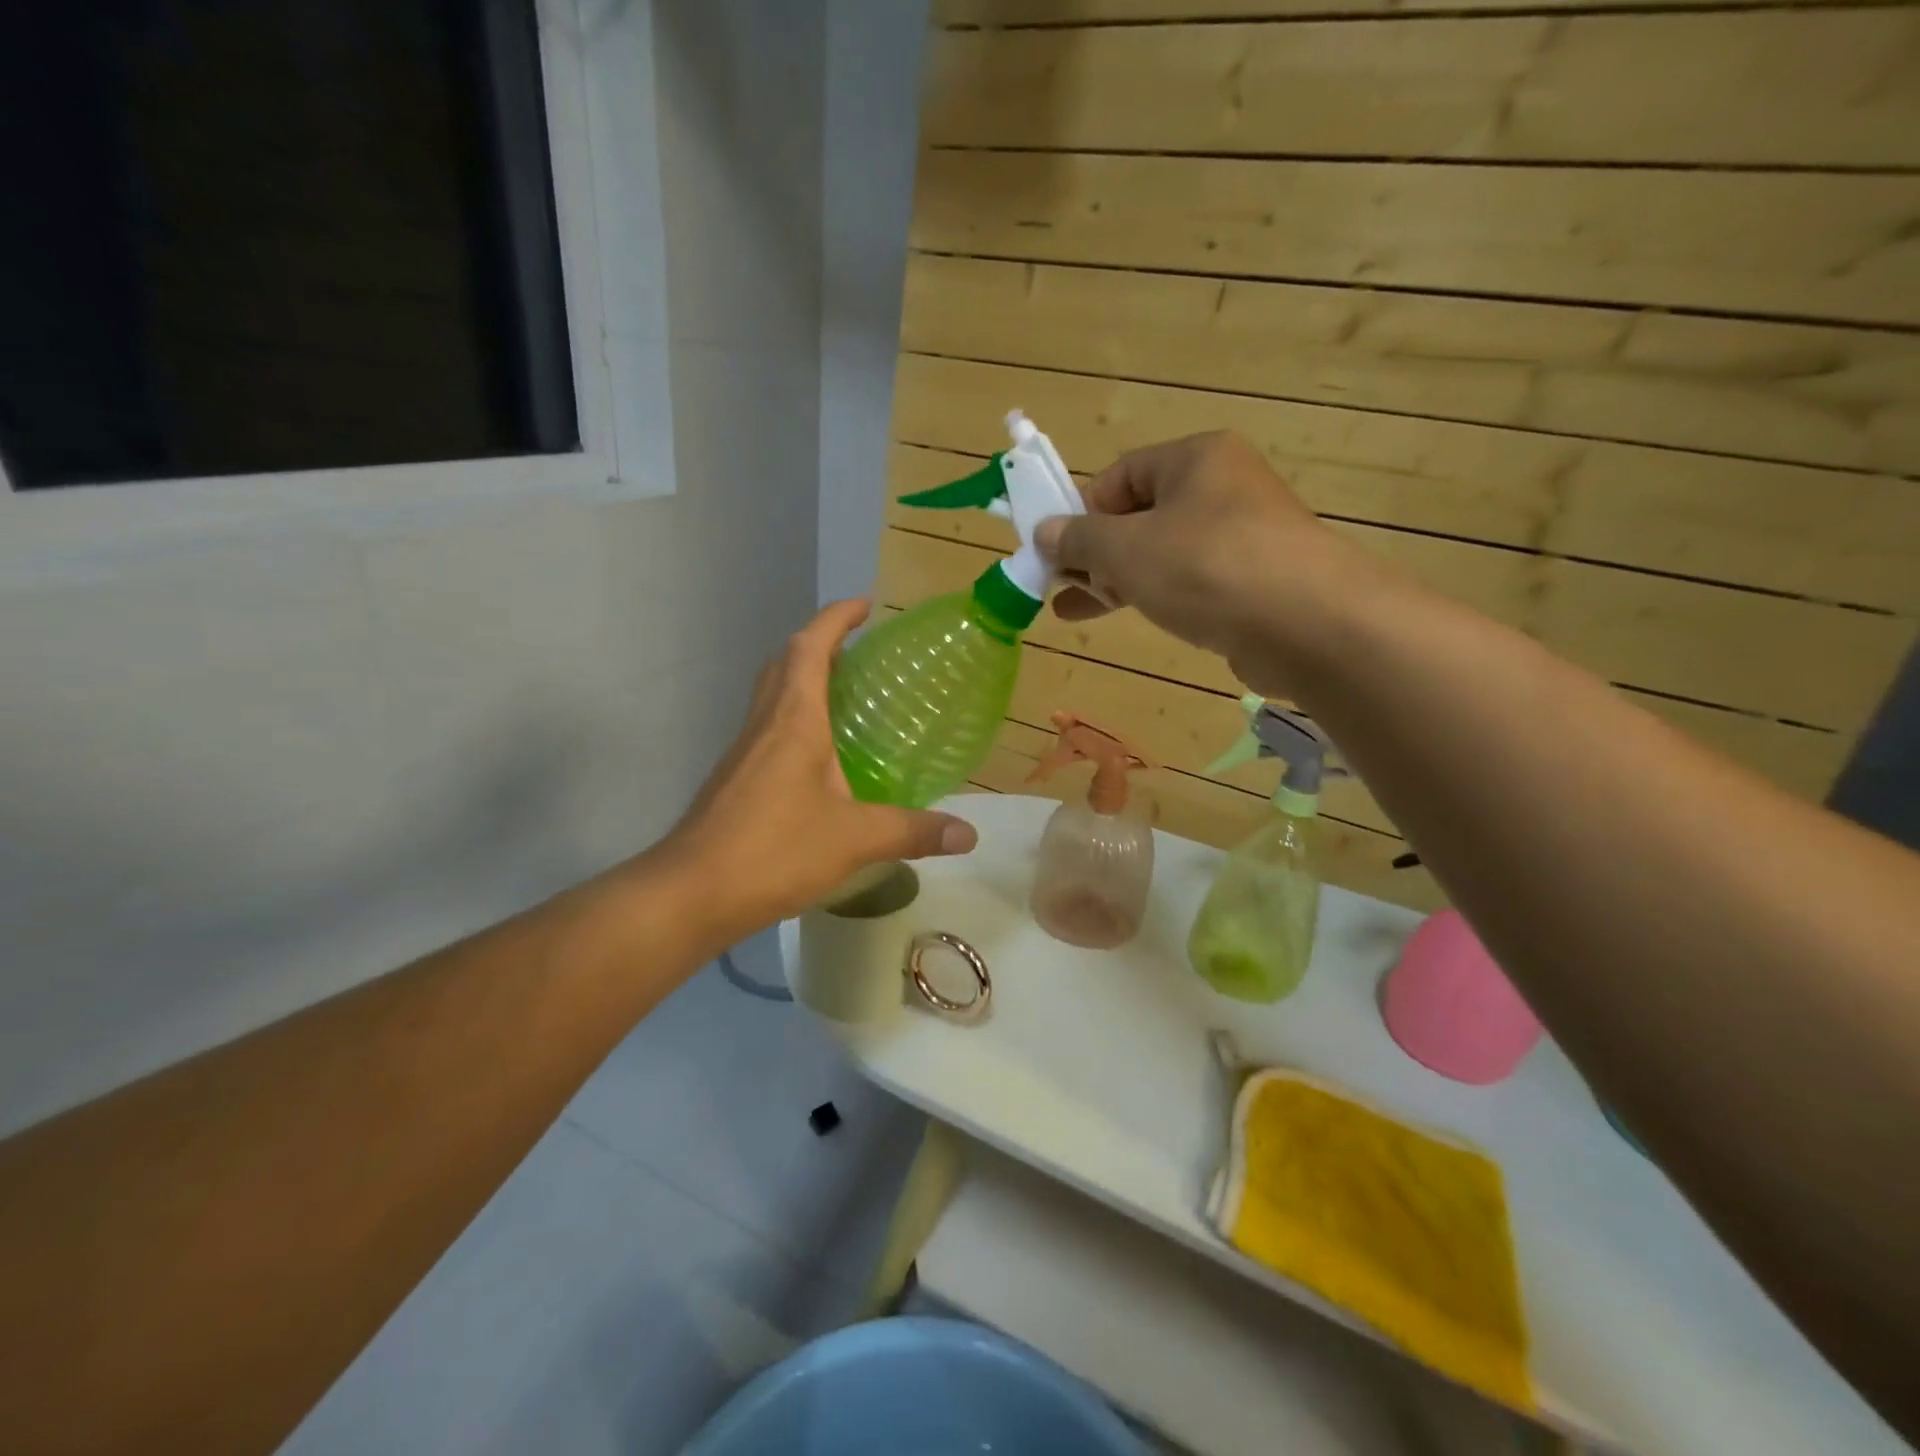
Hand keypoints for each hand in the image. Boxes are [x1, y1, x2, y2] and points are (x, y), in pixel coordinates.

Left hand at [658, 599, 977, 939]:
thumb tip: (969, 835)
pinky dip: (796, 722)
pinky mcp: (736, 780)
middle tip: (861, 650)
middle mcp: (765, 724)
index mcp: (793, 720)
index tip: (865, 604)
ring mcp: (744, 752)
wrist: (691, 893)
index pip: (811, 646)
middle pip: (786, 662)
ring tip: (849, 696)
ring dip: (805, 680)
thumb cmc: (773, 851)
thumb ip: (912, 832)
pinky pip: (770, 730)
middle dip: (821, 643)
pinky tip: (823, 760)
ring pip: (774, 696)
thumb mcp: (854, 840)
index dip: (836, 618)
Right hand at [1034, 432, 1376, 695]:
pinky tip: (1128, 615)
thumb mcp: (1127, 549)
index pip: (1119, 477)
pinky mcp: (1252, 581)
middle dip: (1093, 553)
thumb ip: (1079, 539)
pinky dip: (1154, 596)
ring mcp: (1241, 536)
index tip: (1054, 552)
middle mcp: (1220, 488)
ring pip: (1161, 552)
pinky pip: (1189, 581)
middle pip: (1138, 516)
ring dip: (1116, 579)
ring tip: (1073, 611)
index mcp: (1194, 459)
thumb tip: (1044, 531)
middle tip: (1058, 584)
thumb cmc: (1207, 568)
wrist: (1309, 625)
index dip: (1079, 513)